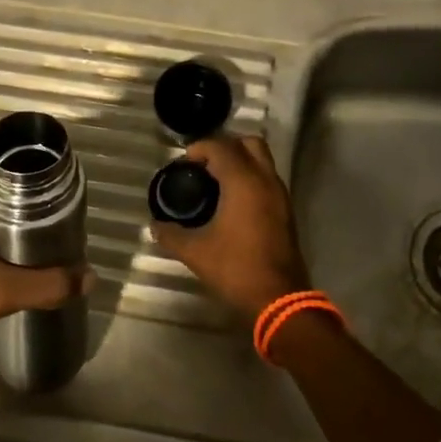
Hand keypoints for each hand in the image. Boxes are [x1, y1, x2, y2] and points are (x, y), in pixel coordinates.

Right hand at [150, 135, 310, 320]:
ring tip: (215, 182)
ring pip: (262, 160)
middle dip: (225, 146)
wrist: (279, 298)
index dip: (200, 148)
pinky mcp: (286, 210)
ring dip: (240, 161)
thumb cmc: (236, 268)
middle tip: (204, 165)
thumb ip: (171, 235)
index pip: (221, 146)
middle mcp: (265, 179)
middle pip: (248, 143)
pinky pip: (267, 178)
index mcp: (243, 181)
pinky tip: (233, 201)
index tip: (184, 163)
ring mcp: (280, 194)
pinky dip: (251, 178)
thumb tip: (154, 226)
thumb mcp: (196, 252)